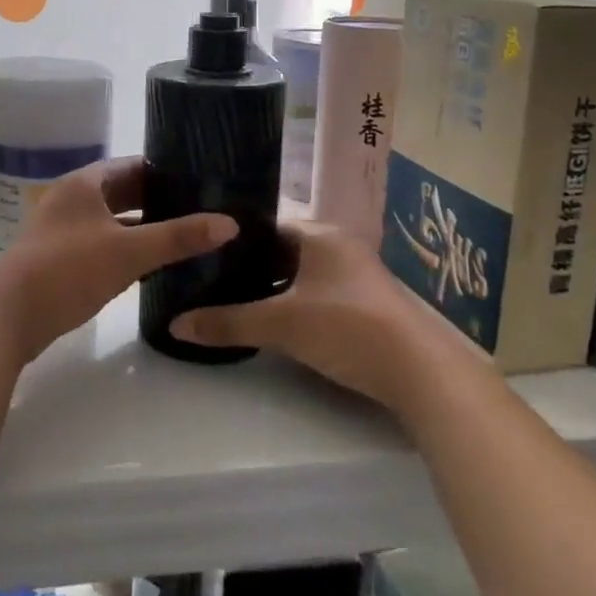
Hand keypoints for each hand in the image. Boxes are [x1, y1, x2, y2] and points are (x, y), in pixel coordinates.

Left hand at [0, 158, 236, 363]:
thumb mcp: (129, 251)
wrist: (8, 317)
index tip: (199, 179)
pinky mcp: (58, 259)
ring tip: (183, 235)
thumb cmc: (68, 270)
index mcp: (83, 184)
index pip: (132, 165)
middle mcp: (71, 200)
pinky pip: (101, 244)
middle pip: (121, 192)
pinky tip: (151, 264)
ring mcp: (61, 230)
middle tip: (198, 208)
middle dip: (157, 199)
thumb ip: (178, 237)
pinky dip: (125, 248)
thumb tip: (230, 223)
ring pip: (111, 220)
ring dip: (141, 226)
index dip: (164, 170)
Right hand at [172, 222, 480, 418]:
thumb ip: (228, 322)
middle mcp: (339, 246)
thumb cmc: (346, 327)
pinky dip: (294, 301)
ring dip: (273, 285)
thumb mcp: (281, 324)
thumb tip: (175, 325)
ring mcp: (356, 275)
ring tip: (233, 298)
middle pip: (282, 249)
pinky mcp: (365, 303)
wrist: (420, 371)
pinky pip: (317, 292)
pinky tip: (274, 319)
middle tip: (209, 278)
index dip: (234, 238)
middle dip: (250, 264)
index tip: (202, 252)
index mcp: (320, 234)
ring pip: (301, 273)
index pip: (266, 224)